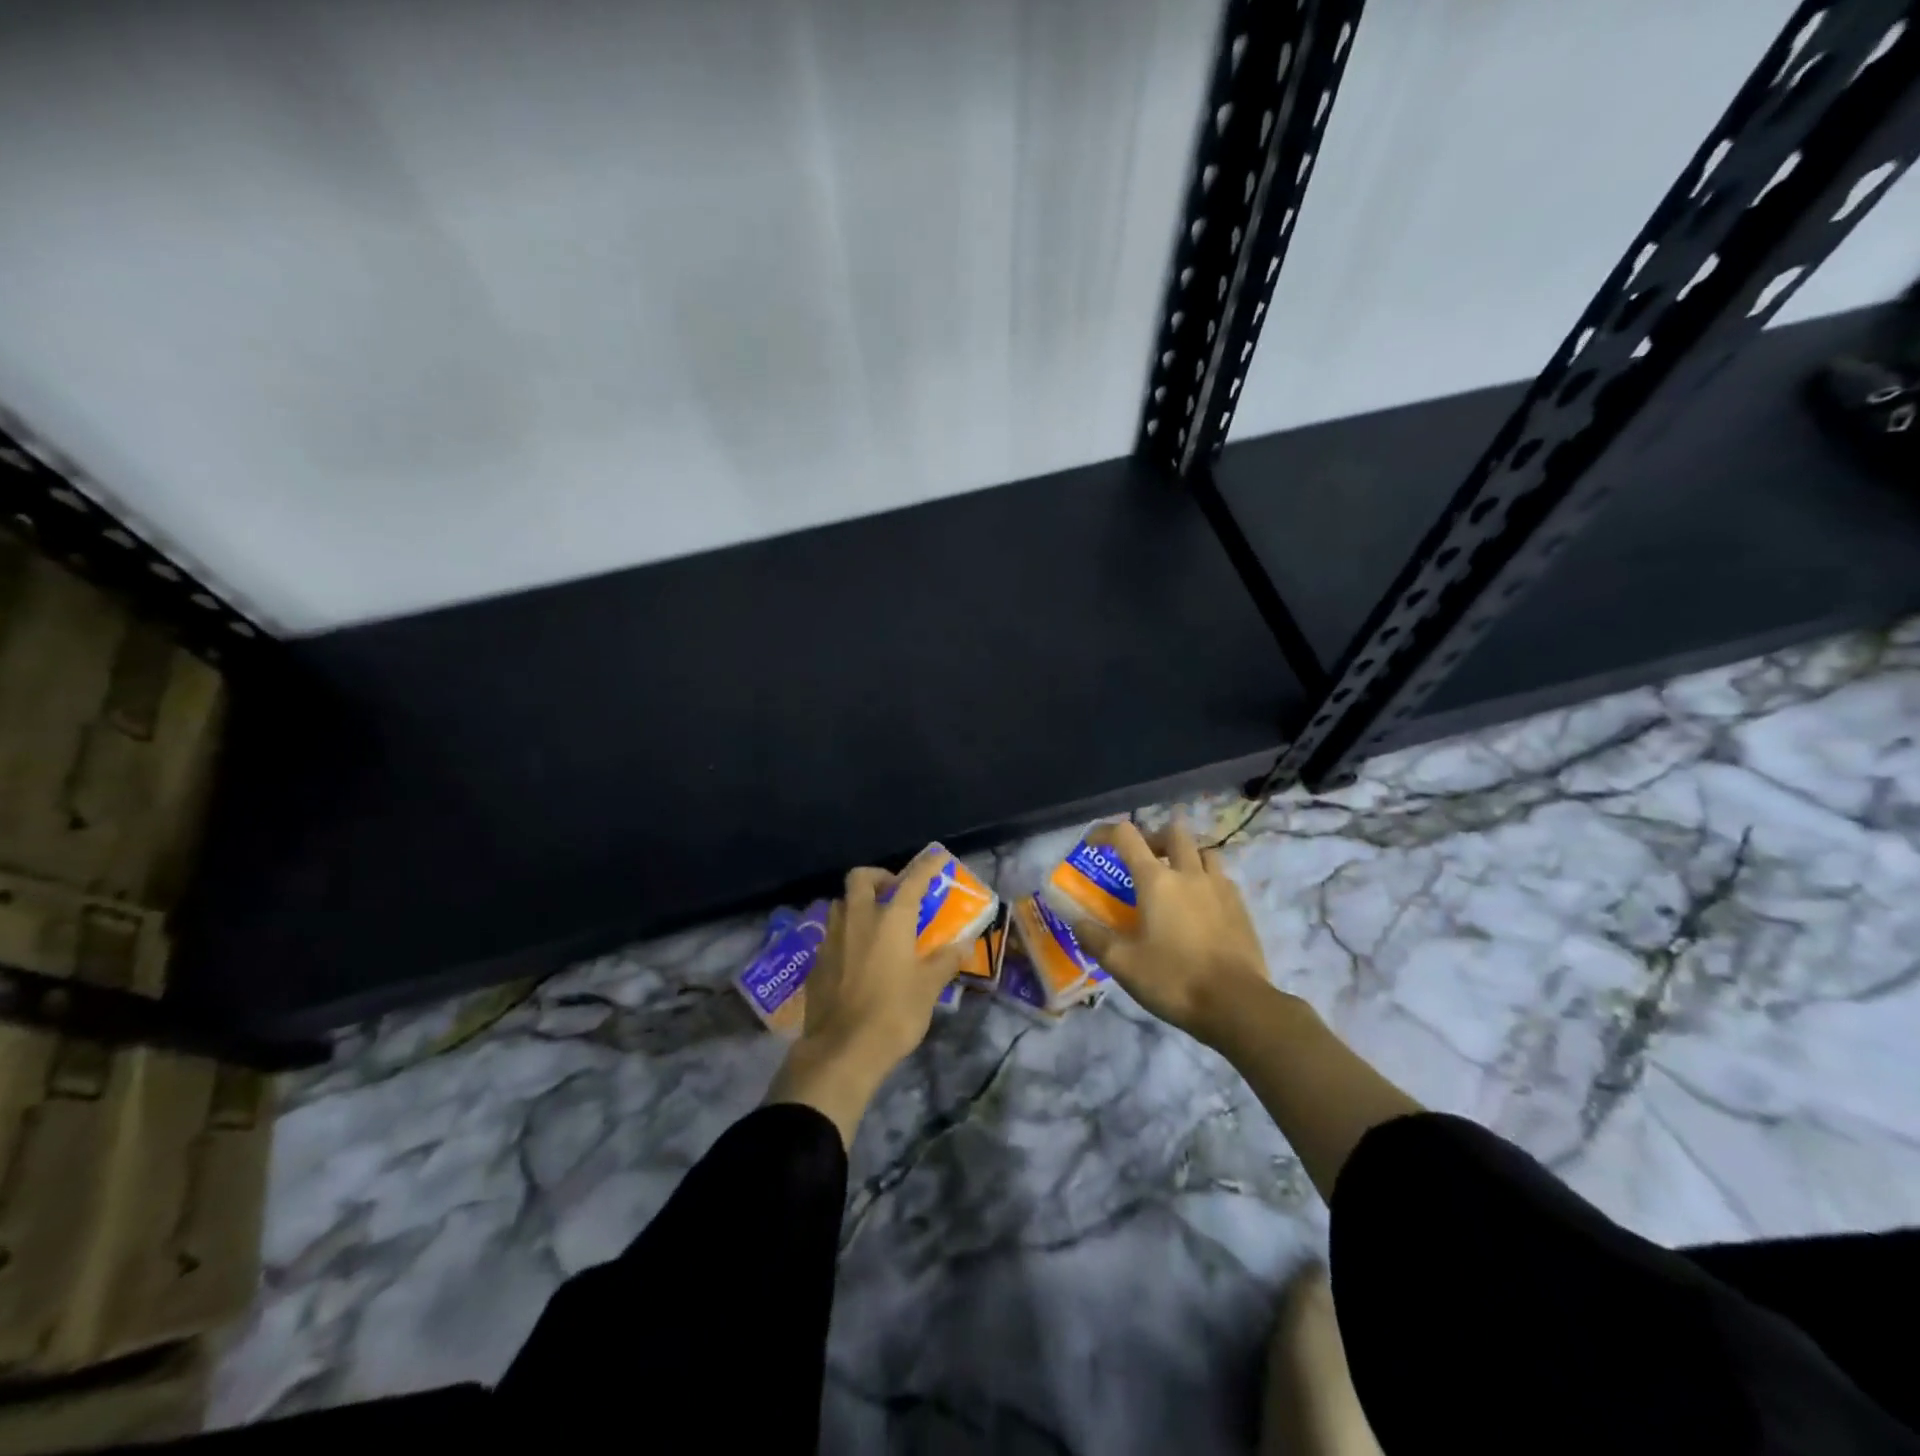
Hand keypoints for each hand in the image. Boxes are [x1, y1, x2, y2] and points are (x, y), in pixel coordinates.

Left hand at [765, 855, 967, 1144]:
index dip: (925, 866)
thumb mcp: (929, 988)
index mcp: (890, 919)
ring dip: (857, 904)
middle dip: (878, 877)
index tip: (936, 858)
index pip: (911, 880)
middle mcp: (858, 919)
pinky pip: (831, 935)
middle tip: (894, 892)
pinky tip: (855, 957)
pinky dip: (845, 935)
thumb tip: (963, 944)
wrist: (842, 1050)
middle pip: (860, 878)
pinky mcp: (816, 962)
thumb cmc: (894, 1013)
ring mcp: (832, 938)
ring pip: (841, 904)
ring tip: (874, 924)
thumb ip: (945, 960)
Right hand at [1066, 819, 1278, 1046]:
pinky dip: (1207, 879)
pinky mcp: (1241, 907)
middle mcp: (1189, 874)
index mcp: (1156, 881)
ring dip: (1186, 854)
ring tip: (1176, 876)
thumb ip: (1094, 938)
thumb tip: (1075, 921)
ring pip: (1204, 851)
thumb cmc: (1174, 979)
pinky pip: (1222, 877)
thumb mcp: (1122, 964)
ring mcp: (1220, 887)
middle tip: (1143, 856)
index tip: (1093, 844)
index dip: (1105, 832)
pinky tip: (1202, 903)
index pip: (1126, 836)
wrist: (1237, 1004)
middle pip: (1173, 832)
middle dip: (1153, 837)